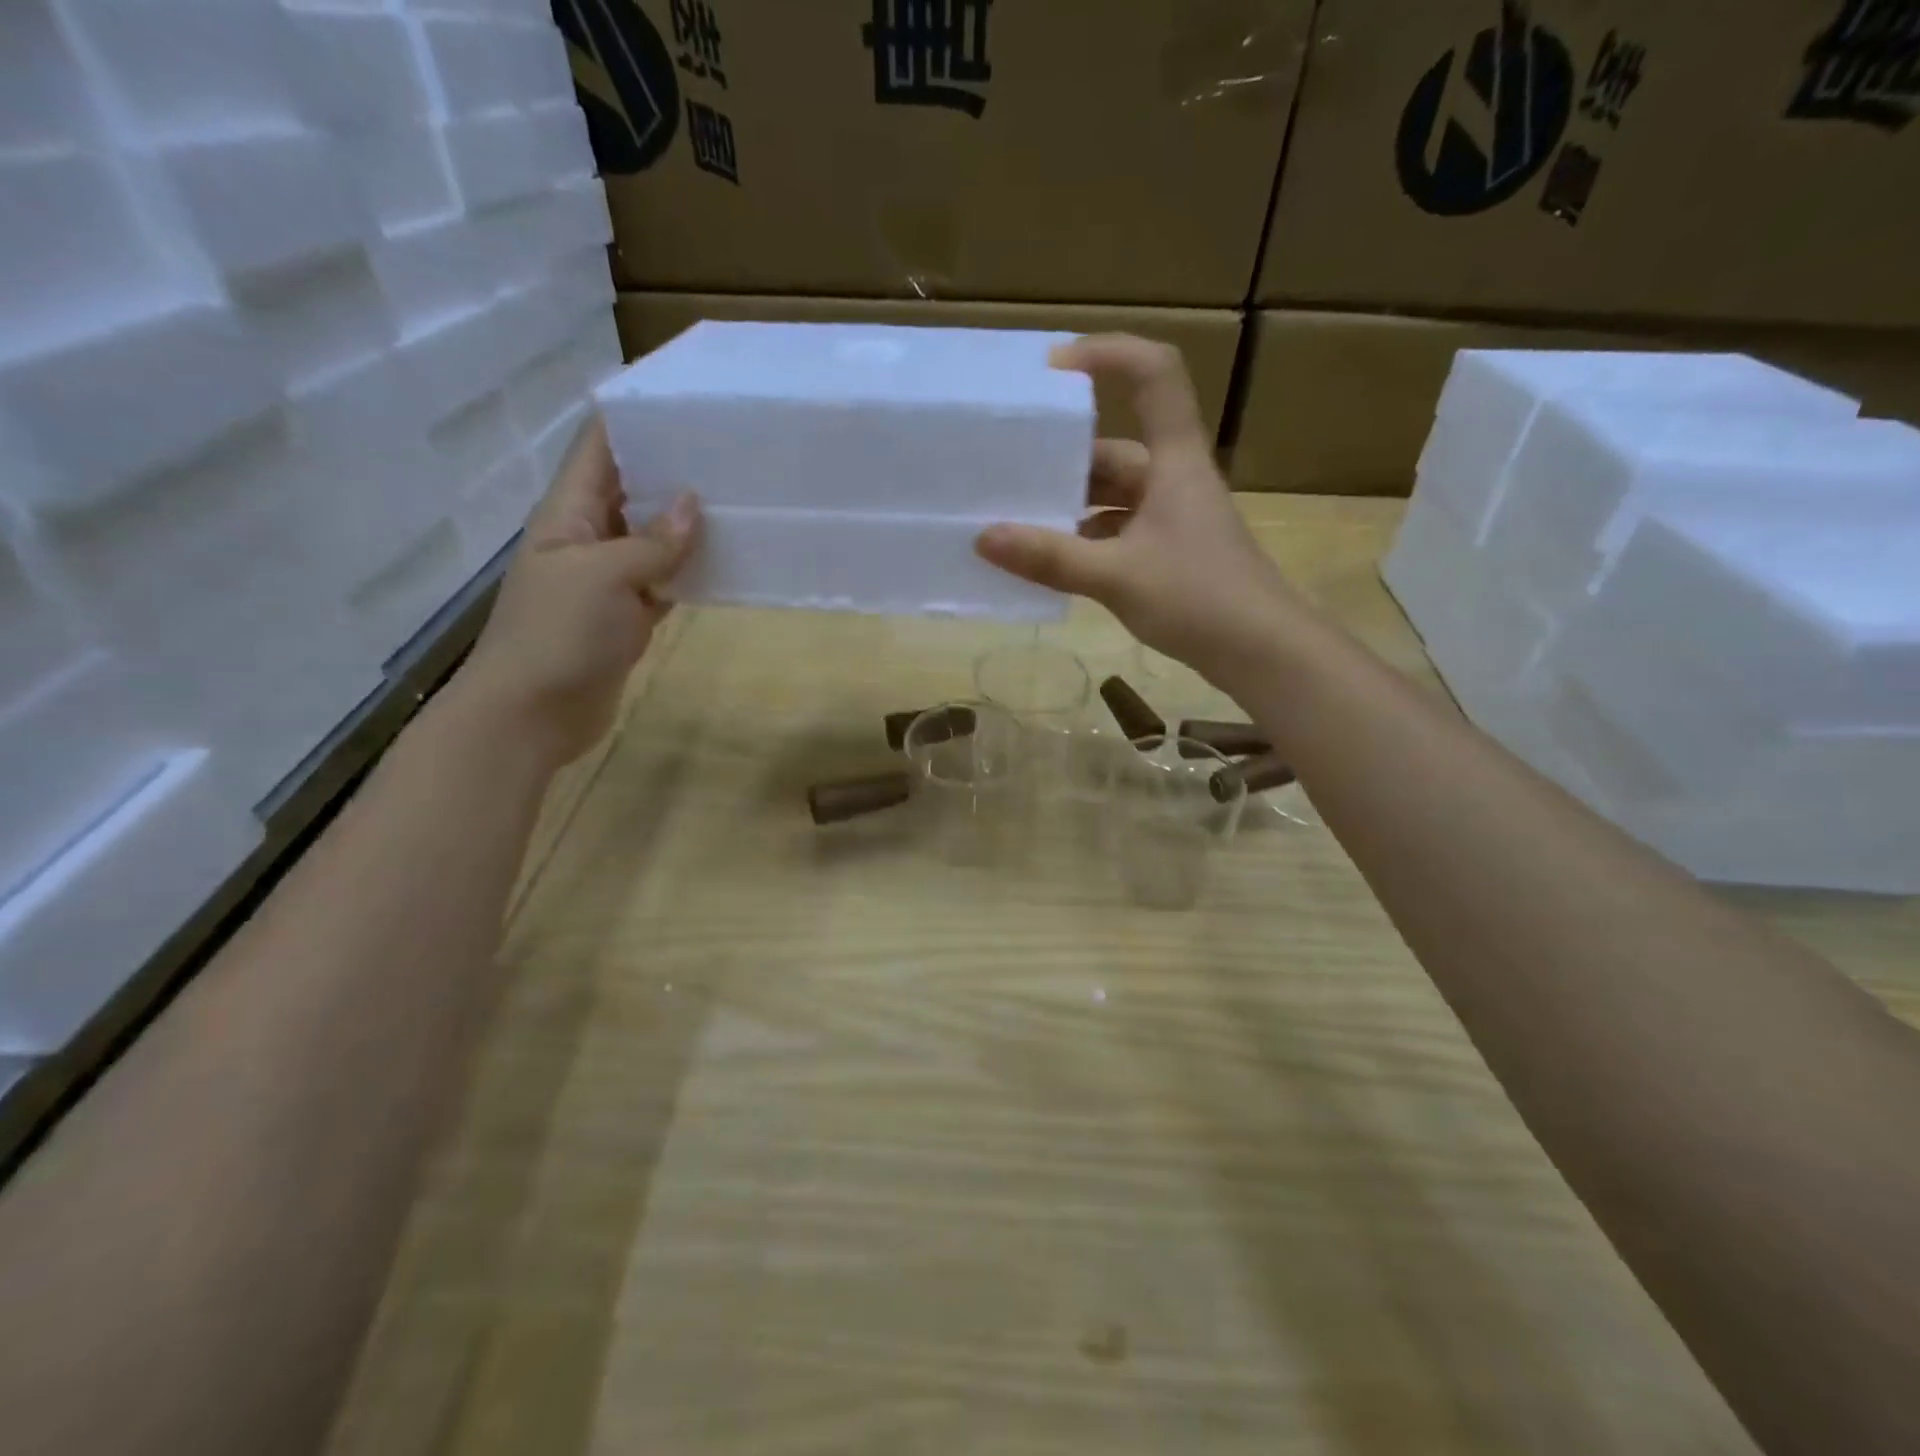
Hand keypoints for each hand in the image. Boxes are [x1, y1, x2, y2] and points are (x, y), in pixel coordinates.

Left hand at [452, 417, 700, 767]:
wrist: (533, 714)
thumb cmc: (558, 635)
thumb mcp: (604, 577)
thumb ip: (652, 542)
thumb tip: (693, 503)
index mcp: (568, 513)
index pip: (599, 448)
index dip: (633, 418)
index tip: (684, 400)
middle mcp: (588, 537)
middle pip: (631, 489)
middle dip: (672, 468)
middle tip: (729, 449)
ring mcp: (609, 579)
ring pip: (653, 537)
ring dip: (687, 522)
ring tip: (739, 496)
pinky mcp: (628, 615)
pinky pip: (664, 581)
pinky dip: (691, 570)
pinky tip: (728, 559)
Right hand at [974, 335, 1292, 679]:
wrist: (1262, 653)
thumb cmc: (1198, 598)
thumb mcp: (1117, 576)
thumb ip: (1051, 558)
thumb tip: (984, 538)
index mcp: (1174, 460)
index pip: (1154, 374)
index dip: (1108, 355)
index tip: (1053, 371)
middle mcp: (1174, 479)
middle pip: (1117, 447)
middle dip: (1064, 457)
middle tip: (1009, 467)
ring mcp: (1174, 518)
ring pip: (1114, 495)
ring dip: (1071, 505)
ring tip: (1017, 518)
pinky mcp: (1170, 553)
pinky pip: (1118, 532)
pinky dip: (1085, 540)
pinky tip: (1052, 561)